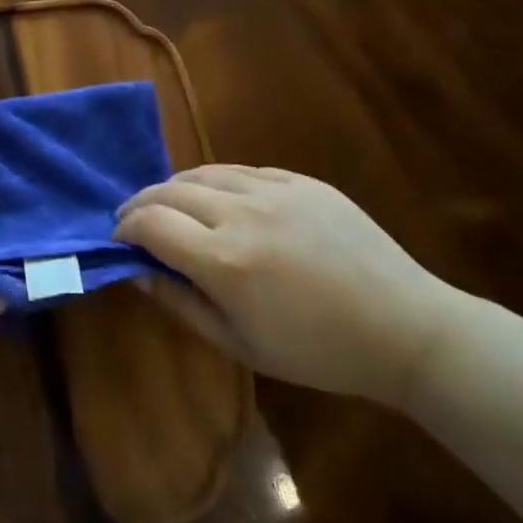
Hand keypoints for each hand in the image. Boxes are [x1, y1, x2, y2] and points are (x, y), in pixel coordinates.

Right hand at [114, 165, 462, 405]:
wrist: (404, 327)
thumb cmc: (318, 351)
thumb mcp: (240, 344)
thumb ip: (181, 303)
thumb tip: (137, 270)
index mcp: (224, 260)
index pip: (150, 223)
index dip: (125, 228)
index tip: (119, 239)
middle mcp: (242, 213)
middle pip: (169, 190)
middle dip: (141, 203)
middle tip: (134, 220)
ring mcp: (275, 189)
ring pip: (204, 172)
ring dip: (175, 187)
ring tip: (170, 205)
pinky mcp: (302, 180)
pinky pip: (243, 170)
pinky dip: (218, 182)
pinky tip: (221, 200)